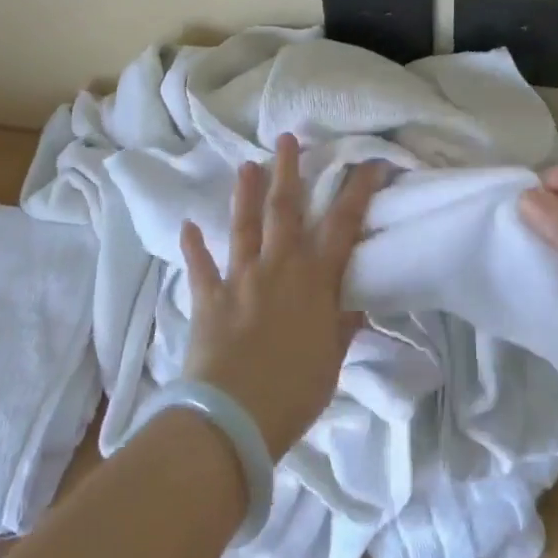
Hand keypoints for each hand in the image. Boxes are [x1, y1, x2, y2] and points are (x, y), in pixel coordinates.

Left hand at [179, 134, 386, 459]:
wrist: (233, 418)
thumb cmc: (294, 392)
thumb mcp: (332, 361)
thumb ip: (343, 326)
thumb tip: (356, 303)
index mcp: (315, 279)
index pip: (344, 223)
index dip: (359, 190)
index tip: (371, 162)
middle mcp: (278, 266)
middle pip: (285, 209)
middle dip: (288, 170)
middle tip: (286, 139)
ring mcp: (240, 279)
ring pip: (244, 226)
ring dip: (245, 193)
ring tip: (246, 165)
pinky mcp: (209, 298)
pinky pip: (200, 268)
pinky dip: (193, 247)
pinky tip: (187, 226)